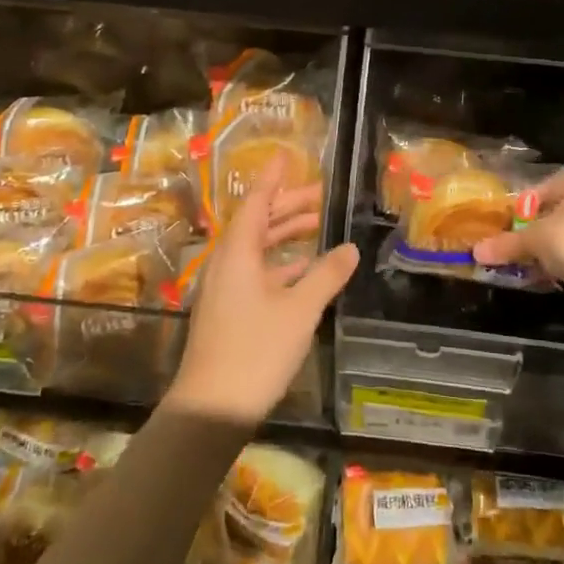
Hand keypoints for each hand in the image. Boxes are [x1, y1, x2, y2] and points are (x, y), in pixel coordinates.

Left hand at [169, 160, 358, 426]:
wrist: (212, 407)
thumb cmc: (256, 349)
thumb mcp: (300, 310)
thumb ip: (326, 275)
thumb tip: (350, 248)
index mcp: (237, 253)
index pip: (256, 203)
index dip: (273, 179)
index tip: (286, 156)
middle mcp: (227, 264)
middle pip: (257, 224)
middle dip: (287, 206)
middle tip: (319, 193)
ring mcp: (225, 289)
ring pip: (257, 250)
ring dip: (285, 235)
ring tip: (317, 225)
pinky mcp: (229, 312)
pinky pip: (256, 273)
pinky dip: (280, 265)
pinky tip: (304, 271)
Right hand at [472, 170, 563, 288]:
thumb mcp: (533, 240)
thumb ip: (507, 243)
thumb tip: (477, 252)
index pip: (552, 187)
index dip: (529, 205)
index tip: (515, 222)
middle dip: (547, 224)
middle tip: (528, 240)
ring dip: (563, 241)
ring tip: (542, 258)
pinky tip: (563, 269)